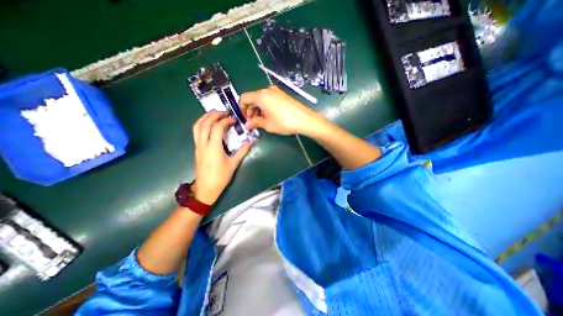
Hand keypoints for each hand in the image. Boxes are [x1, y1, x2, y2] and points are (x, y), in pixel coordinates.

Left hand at [191, 111, 252, 204]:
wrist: (206, 188)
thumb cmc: (221, 177)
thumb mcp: (233, 164)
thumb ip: (242, 151)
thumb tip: (251, 142)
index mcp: (213, 147)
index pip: (217, 128)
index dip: (225, 121)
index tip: (233, 120)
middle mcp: (203, 144)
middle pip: (205, 123)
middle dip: (214, 115)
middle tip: (224, 112)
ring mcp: (198, 146)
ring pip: (197, 126)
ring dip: (205, 117)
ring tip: (215, 114)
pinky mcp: (197, 148)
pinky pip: (196, 131)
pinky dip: (201, 124)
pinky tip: (209, 124)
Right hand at [239, 85, 322, 135]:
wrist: (304, 119)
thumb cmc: (284, 122)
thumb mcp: (267, 124)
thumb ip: (255, 123)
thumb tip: (247, 125)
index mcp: (260, 96)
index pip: (244, 98)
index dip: (241, 109)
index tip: (245, 119)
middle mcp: (267, 90)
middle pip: (252, 98)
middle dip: (250, 110)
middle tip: (253, 122)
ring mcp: (276, 91)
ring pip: (261, 99)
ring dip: (258, 109)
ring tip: (261, 121)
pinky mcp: (282, 95)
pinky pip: (269, 99)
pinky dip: (265, 106)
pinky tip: (270, 116)